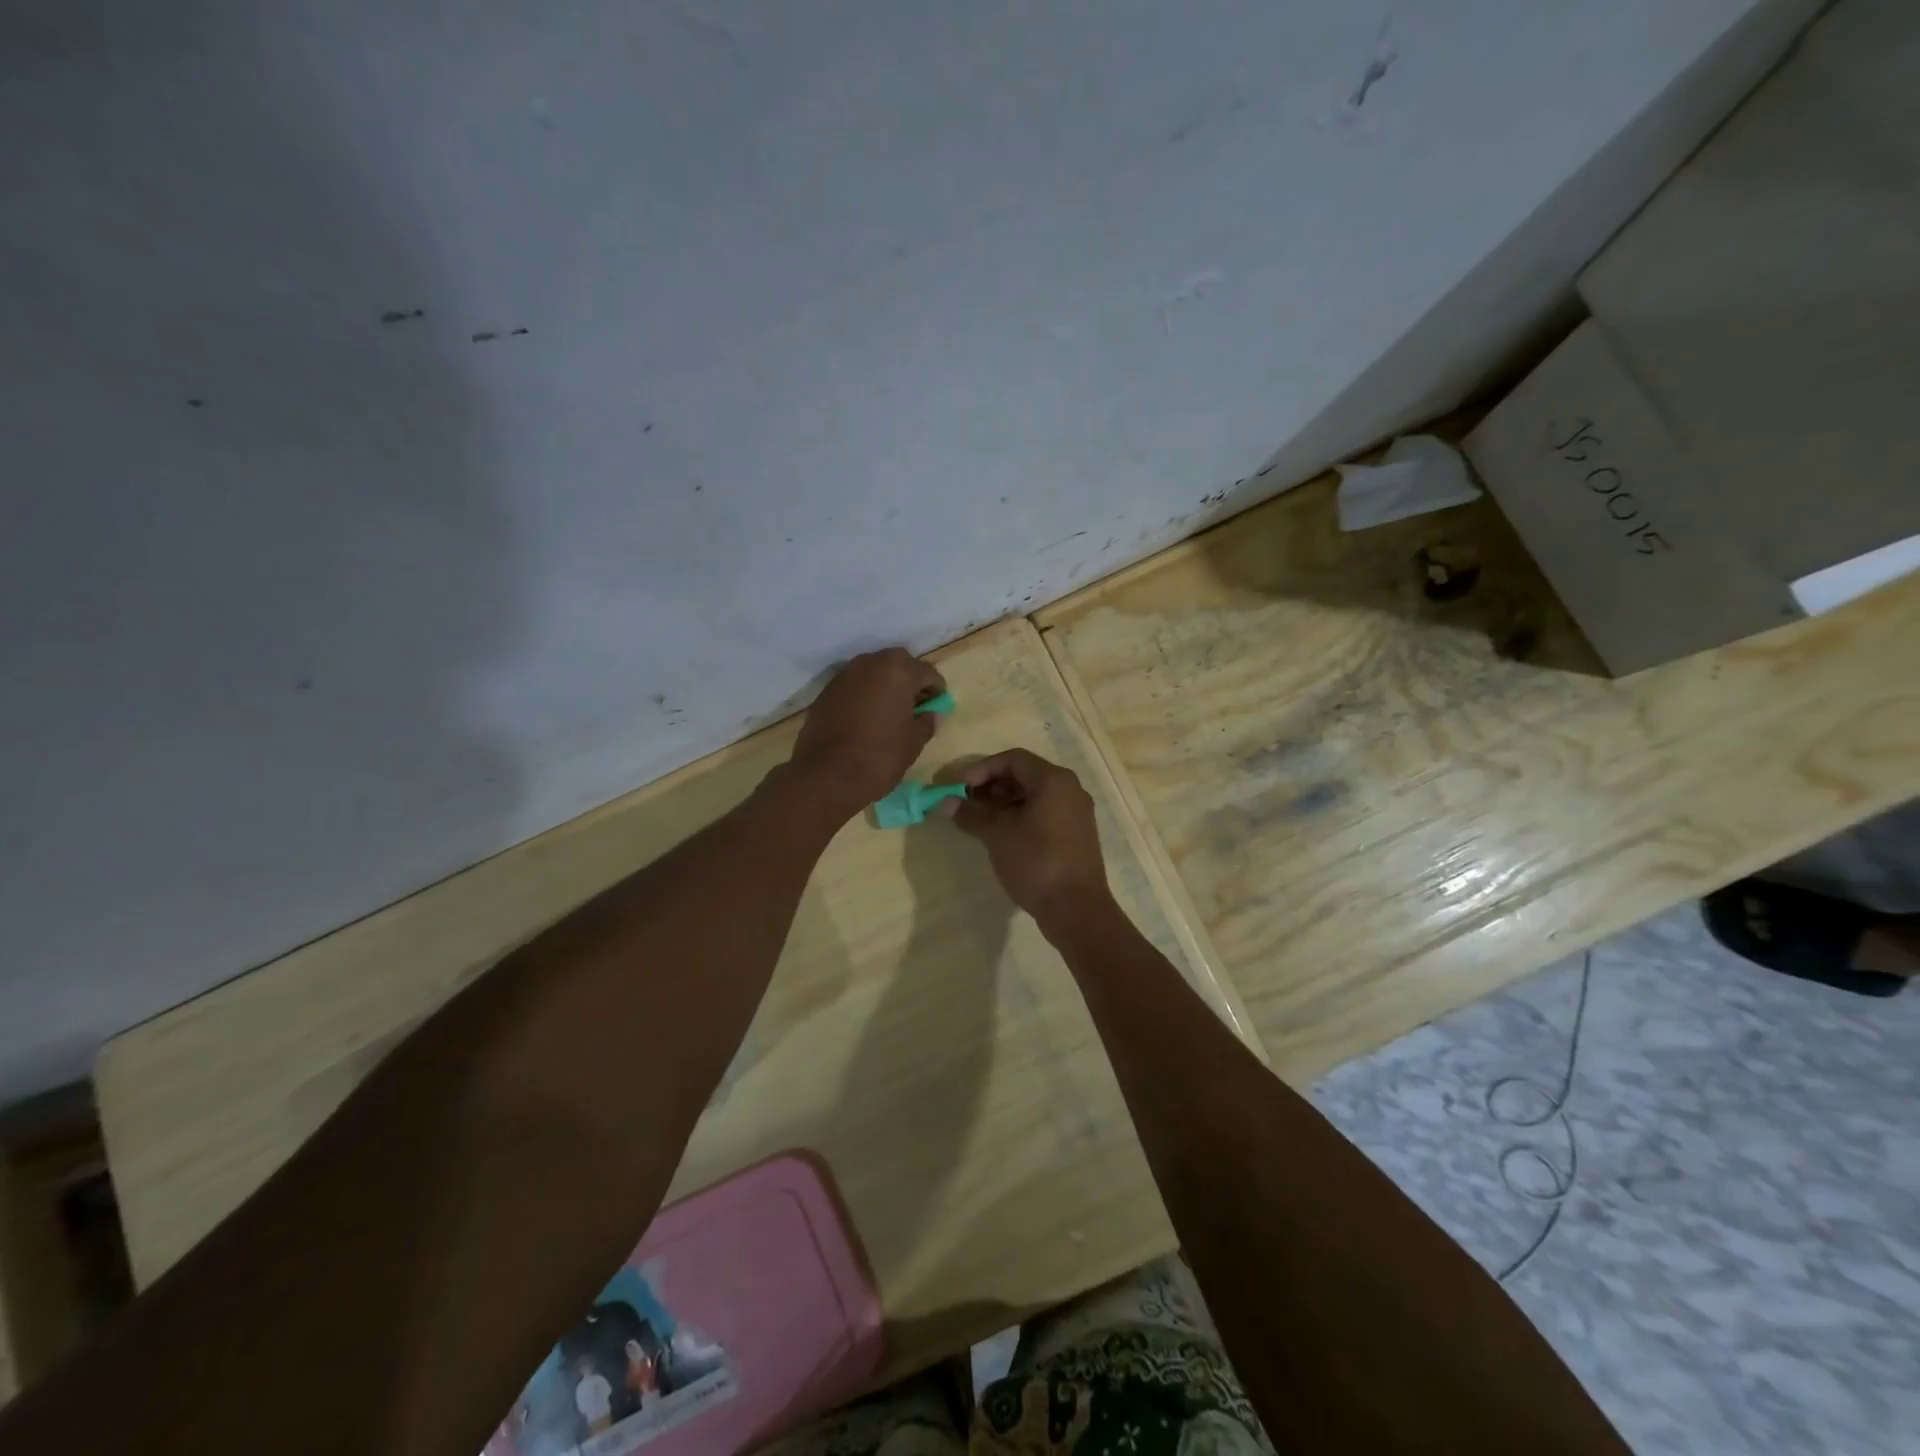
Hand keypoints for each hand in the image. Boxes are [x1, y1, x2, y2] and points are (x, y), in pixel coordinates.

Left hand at [791, 648, 945, 814]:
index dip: (937, 689)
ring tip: (891, 711)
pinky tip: (867, 717)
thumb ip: (927, 722)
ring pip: (874, 672)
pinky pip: (854, 685)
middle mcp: (870, 663)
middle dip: (910, 681)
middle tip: (916, 705)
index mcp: (898, 671)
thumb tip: (930, 714)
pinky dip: (865, 694)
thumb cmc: (879, 757)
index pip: (927, 672)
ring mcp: (844, 675)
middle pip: (899, 664)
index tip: (937, 706)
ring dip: (886, 685)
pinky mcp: (826, 691)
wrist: (826, 776)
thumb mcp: (913, 743)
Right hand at [948, 749, 1112, 921]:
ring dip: (1005, 802)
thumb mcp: (997, 834)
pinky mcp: (1076, 835)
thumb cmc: (1036, 862)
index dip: (983, 769)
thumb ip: (971, 814)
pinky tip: (1002, 835)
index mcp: (1054, 780)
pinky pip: (1045, 813)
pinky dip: (1021, 816)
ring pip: (1035, 795)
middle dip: (993, 786)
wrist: (1077, 909)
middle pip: (1025, 775)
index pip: (1013, 759)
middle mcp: (1070, 789)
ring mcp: (1076, 813)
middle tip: (968, 803)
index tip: (960, 787)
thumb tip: (945, 802)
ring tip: (981, 821)